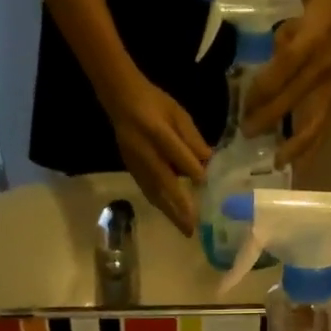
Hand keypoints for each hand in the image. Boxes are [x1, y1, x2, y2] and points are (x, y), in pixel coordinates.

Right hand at [101, 73, 209, 235]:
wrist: (122, 101)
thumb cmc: (156, 104)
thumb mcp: (178, 114)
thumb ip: (192, 139)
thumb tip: (208, 162)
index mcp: (157, 131)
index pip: (176, 153)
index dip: (190, 169)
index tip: (205, 184)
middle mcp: (145, 151)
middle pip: (163, 182)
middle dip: (179, 206)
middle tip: (193, 227)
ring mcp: (136, 163)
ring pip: (154, 192)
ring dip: (170, 212)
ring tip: (185, 229)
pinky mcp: (131, 170)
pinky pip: (148, 191)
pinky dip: (160, 205)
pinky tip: (171, 216)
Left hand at [243, 2, 330, 167]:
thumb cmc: (306, 21)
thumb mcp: (286, 29)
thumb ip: (273, 58)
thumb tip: (254, 91)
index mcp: (308, 43)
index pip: (280, 72)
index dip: (260, 92)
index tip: (243, 107)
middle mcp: (322, 68)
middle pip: (291, 100)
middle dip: (267, 120)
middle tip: (247, 134)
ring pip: (314, 122)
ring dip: (296, 146)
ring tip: (280, 163)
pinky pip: (323, 128)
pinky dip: (311, 148)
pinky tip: (300, 164)